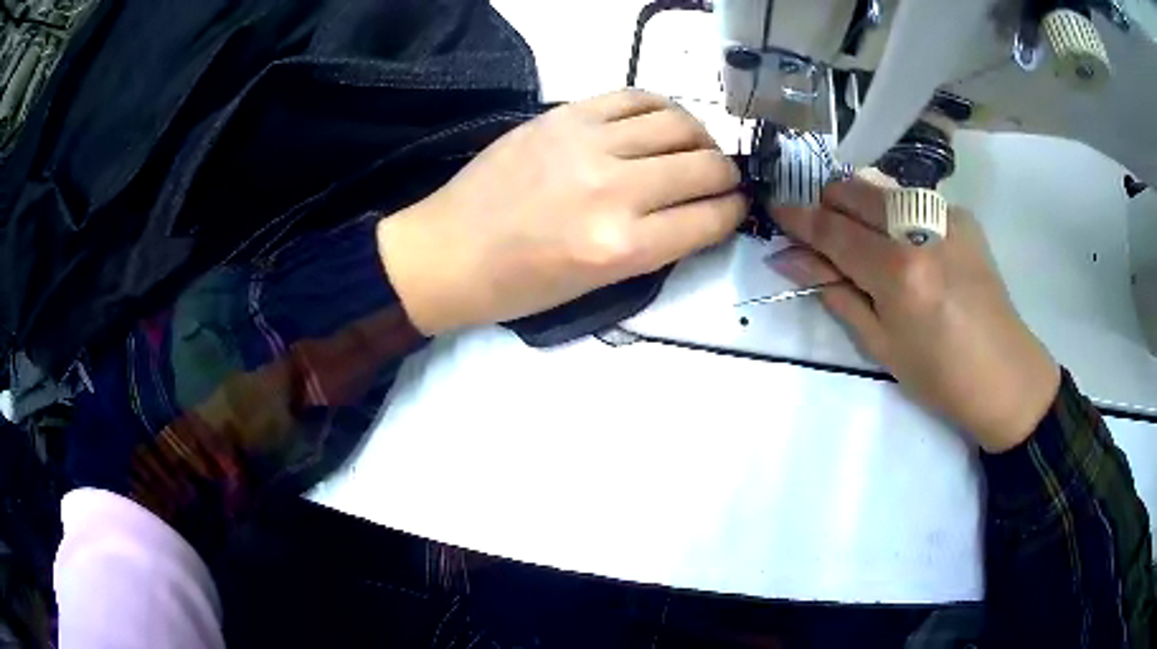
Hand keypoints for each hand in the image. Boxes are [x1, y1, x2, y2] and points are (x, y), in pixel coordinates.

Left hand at [377, 90, 745, 335]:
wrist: (449, 251)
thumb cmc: (519, 285)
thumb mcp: (597, 286)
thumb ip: (655, 246)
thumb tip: (699, 212)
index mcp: (621, 248)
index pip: (709, 218)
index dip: (734, 211)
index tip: (737, 205)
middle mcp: (613, 190)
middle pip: (703, 167)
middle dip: (727, 175)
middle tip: (722, 178)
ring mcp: (586, 144)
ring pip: (678, 123)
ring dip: (701, 138)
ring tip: (695, 148)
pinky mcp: (563, 115)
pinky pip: (634, 96)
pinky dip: (661, 108)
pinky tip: (661, 122)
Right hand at [769, 179, 1059, 452]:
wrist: (1006, 375)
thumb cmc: (940, 376)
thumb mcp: (881, 344)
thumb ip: (836, 291)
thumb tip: (790, 259)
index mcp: (898, 271)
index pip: (833, 229)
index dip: (798, 218)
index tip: (775, 209)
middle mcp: (920, 228)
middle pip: (855, 190)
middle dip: (829, 205)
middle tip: (825, 238)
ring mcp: (946, 216)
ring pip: (883, 187)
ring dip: (861, 207)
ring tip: (867, 244)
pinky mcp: (962, 217)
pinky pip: (913, 201)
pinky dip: (896, 216)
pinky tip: (909, 248)